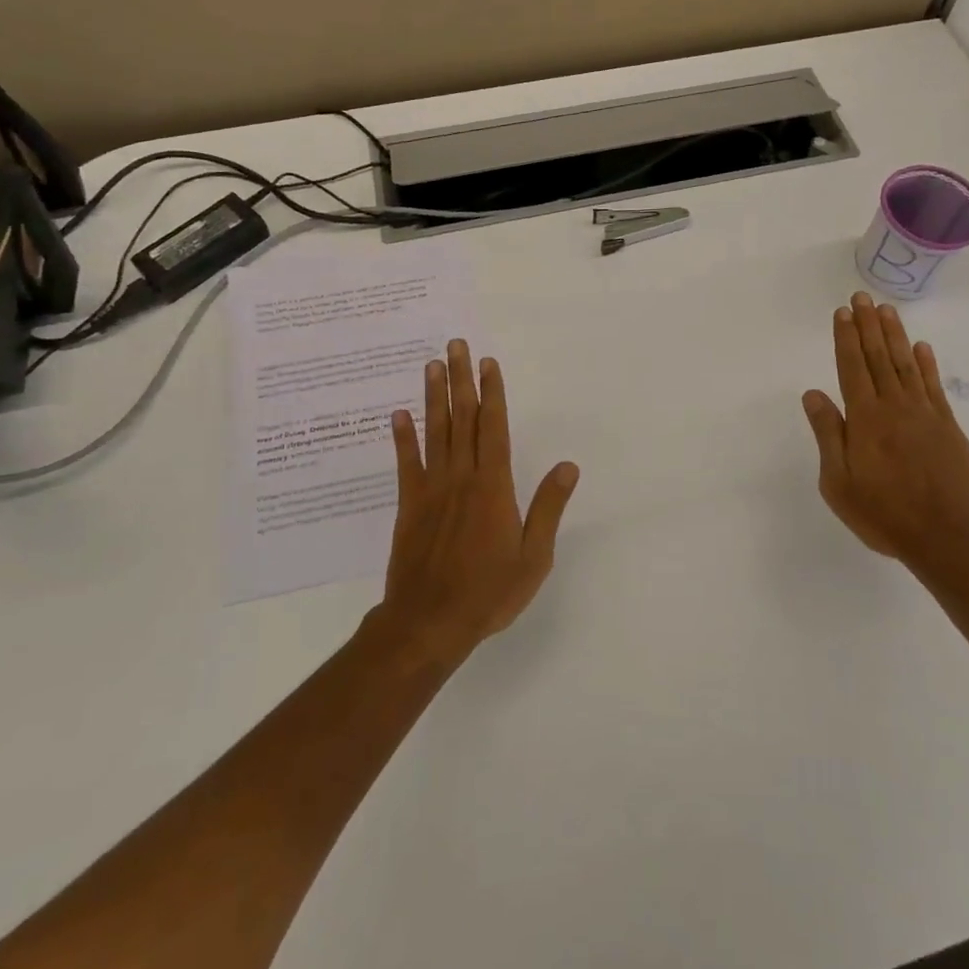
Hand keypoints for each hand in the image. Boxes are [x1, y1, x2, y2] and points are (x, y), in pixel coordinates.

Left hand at [373, 340, 579, 667]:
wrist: (429, 623)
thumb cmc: (488, 592)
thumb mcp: (534, 556)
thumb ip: (548, 507)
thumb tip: (568, 466)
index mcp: (494, 486)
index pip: (493, 428)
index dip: (492, 393)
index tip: (488, 363)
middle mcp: (462, 478)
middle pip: (463, 419)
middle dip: (461, 380)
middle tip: (456, 346)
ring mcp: (431, 489)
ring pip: (435, 432)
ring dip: (434, 397)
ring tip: (431, 365)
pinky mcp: (408, 506)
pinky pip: (406, 464)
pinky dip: (403, 438)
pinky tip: (399, 414)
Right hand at [802, 293, 968, 564]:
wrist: (947, 536)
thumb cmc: (883, 513)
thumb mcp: (838, 482)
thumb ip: (828, 434)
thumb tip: (813, 394)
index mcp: (865, 418)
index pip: (851, 367)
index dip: (845, 338)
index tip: (842, 312)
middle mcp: (894, 406)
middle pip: (878, 357)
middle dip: (868, 325)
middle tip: (862, 297)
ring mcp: (925, 414)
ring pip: (906, 364)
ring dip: (894, 335)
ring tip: (886, 310)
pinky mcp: (947, 427)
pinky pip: (934, 386)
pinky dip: (926, 363)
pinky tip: (921, 347)